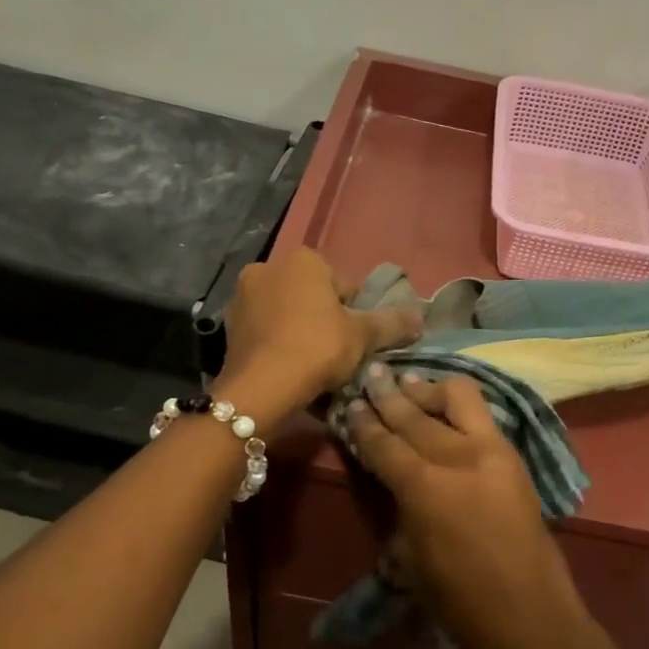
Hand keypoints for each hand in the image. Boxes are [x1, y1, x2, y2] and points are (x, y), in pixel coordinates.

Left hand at [217, 250, 420, 423]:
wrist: (261, 387)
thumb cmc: (317, 349)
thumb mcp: (363, 336)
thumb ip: (391, 323)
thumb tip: (420, 316)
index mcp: (303, 260)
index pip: (342, 286)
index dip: (355, 315)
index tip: (356, 342)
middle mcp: (268, 267)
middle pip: (311, 297)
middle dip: (324, 320)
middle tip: (336, 354)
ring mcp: (242, 296)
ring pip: (286, 314)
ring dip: (299, 332)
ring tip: (312, 366)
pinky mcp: (228, 326)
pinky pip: (265, 332)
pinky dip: (277, 345)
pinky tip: (288, 369)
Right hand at [347, 369, 586, 648]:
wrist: (528, 610)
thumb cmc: (458, 596)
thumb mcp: (408, 555)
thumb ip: (399, 505)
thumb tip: (391, 475)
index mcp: (424, 487)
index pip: (384, 444)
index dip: (363, 424)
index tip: (350, 405)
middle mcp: (457, 457)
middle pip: (415, 415)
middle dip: (389, 395)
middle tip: (372, 376)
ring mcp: (491, 451)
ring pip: (458, 398)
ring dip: (429, 390)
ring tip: (409, 382)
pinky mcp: (514, 456)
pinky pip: (483, 415)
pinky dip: (459, 405)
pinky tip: (445, 404)